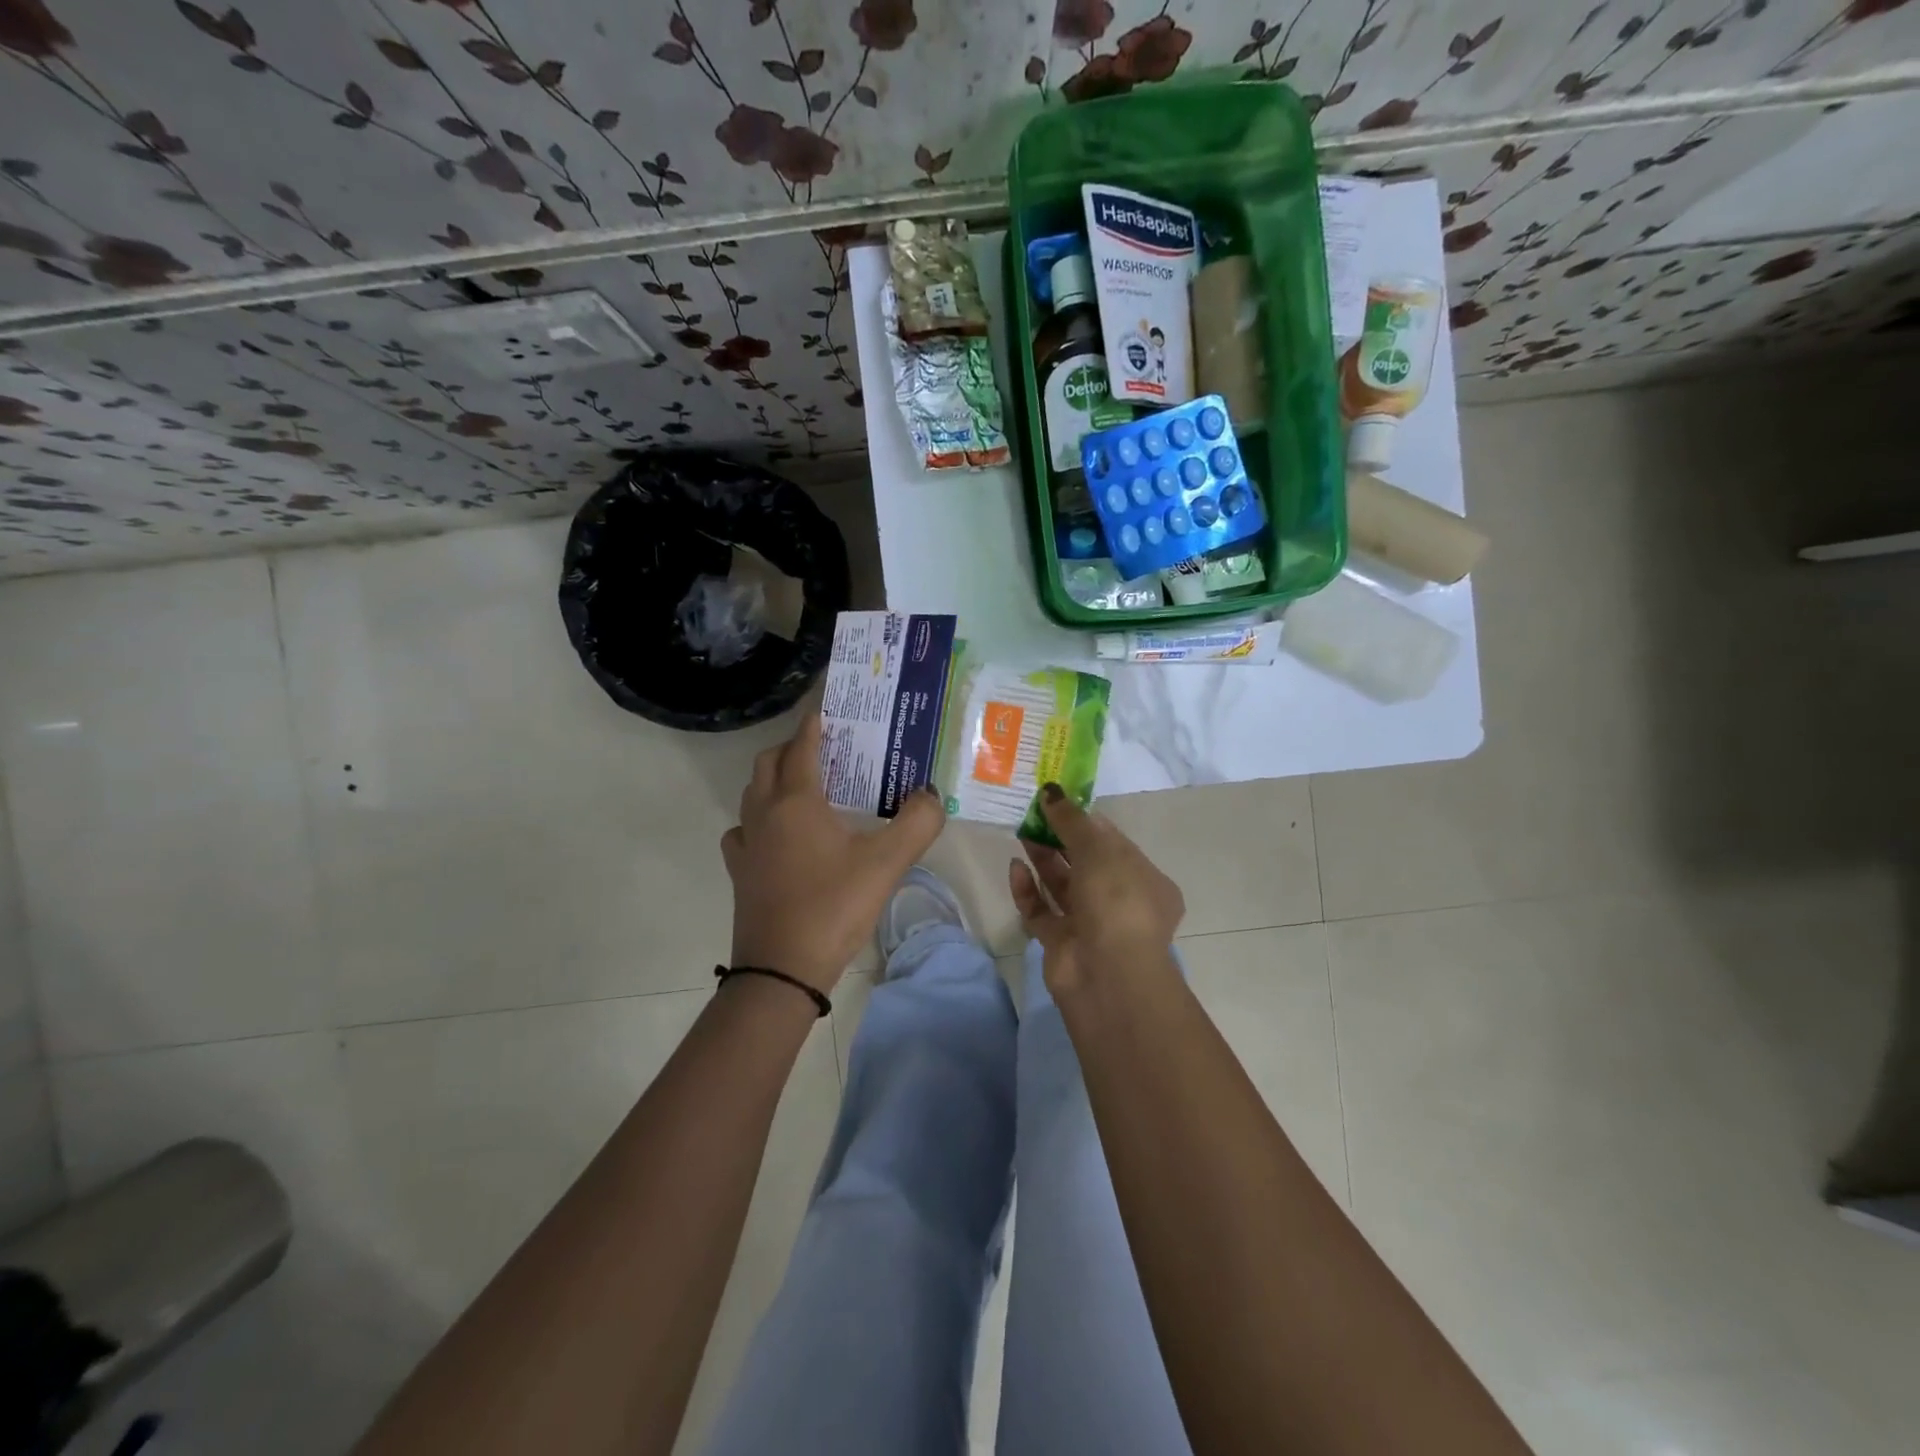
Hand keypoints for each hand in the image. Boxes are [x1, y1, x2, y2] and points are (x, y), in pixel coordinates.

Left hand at [722, 714, 946, 994]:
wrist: (783, 971)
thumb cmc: (834, 907)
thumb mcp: (887, 863)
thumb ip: (918, 823)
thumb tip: (931, 794)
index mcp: (796, 802)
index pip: (801, 746)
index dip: (813, 724)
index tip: (827, 710)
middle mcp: (764, 813)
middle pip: (769, 763)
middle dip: (793, 747)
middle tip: (825, 748)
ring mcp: (746, 844)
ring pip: (753, 794)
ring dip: (774, 780)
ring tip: (807, 788)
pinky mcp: (741, 872)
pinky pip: (744, 830)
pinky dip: (760, 820)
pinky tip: (779, 836)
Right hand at [1009, 785, 1184, 997]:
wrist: (1107, 974)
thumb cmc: (1116, 901)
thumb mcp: (1099, 850)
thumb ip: (1072, 820)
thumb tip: (1051, 792)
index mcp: (1146, 881)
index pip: (1114, 844)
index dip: (1086, 821)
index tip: (1058, 802)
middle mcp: (1121, 903)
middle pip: (1086, 864)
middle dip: (1060, 839)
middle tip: (1034, 814)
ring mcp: (1091, 925)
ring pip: (1062, 886)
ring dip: (1043, 860)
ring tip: (1021, 833)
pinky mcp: (1062, 943)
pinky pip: (1042, 911)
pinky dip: (1028, 890)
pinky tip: (1016, 869)